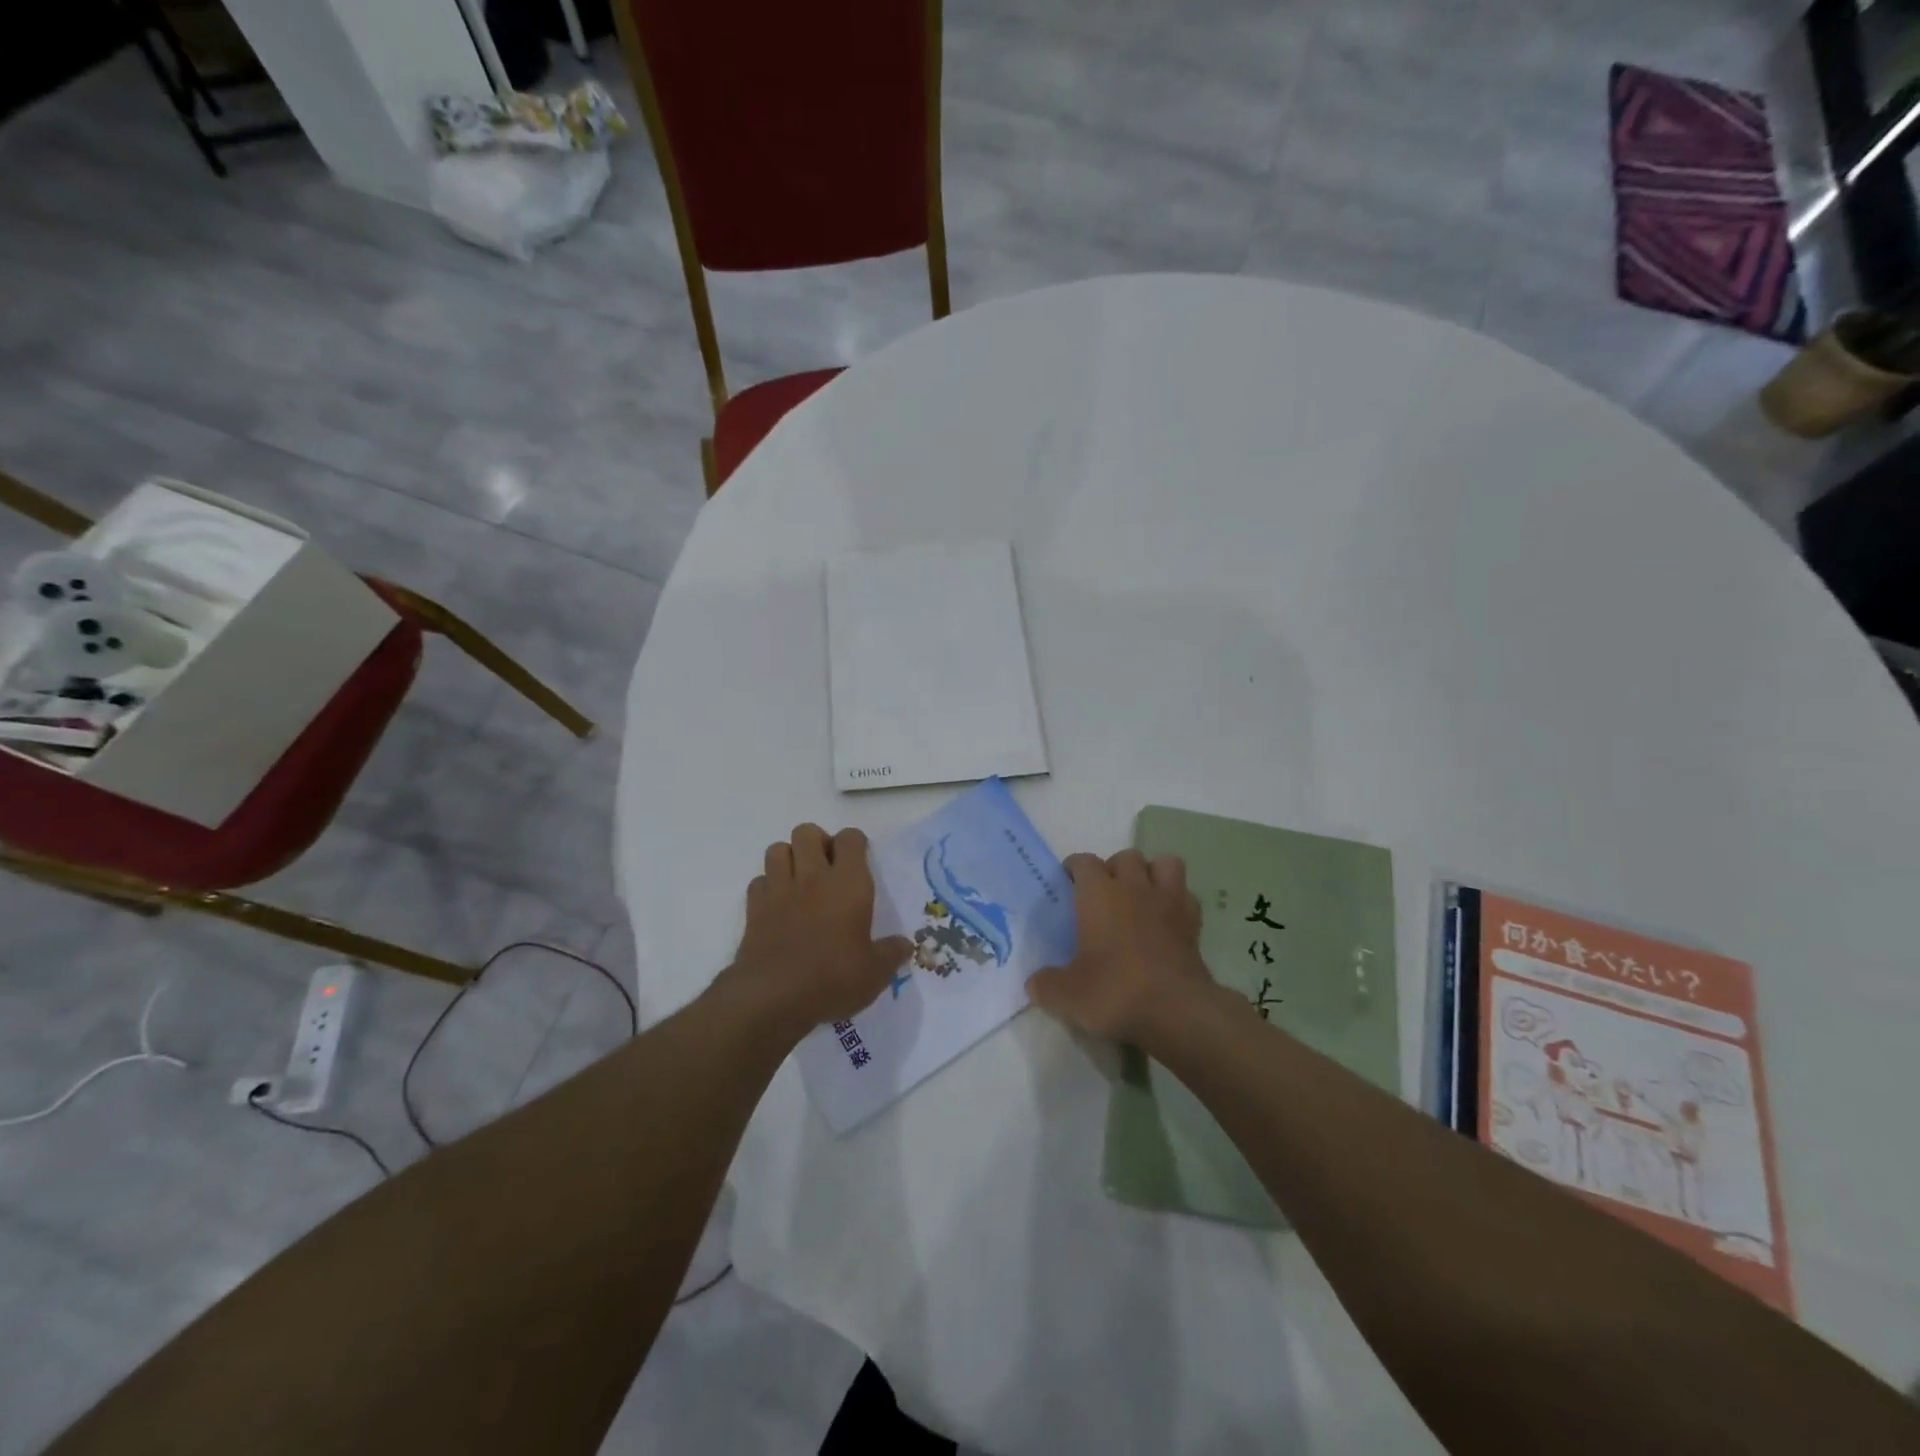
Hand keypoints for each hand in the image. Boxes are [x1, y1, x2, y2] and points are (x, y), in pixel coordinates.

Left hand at [722, 824, 910, 1036]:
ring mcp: (779, 889)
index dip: (855, 843)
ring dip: (790, 858)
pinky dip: (768, 886)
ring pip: (778, 849)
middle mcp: (813, 877)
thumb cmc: (833, 979)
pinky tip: (778, 906)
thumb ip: (891, 953)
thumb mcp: (874, 973)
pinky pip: (759, 881)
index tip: (860, 860)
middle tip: (827, 868)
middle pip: (807, 832)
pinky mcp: (754, 908)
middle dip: (817, 842)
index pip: (850, 839)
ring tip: (800, 881)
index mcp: (848, 883)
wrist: (773, 997)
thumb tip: (905, 945)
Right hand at [1026, 850, 1216, 1045]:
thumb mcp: (1067, 996)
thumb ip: (1046, 985)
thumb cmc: (1115, 992)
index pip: (1084, 862)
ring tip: (1141, 895)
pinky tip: (1167, 919)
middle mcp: (1134, 888)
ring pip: (1165, 864)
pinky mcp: (1194, 924)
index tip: (1068, 881)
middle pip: (1126, 857)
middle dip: (1114, 868)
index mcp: (1099, 895)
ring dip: (1152, 873)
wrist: (1177, 1012)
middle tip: (1104, 893)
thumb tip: (1035, 984)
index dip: (1075, 868)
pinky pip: (1187, 896)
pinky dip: (1177, 901)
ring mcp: (1169, 903)